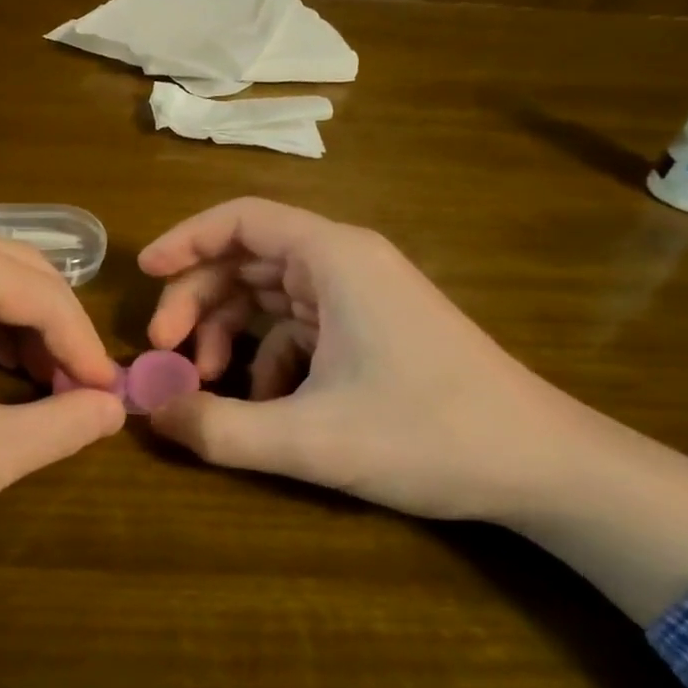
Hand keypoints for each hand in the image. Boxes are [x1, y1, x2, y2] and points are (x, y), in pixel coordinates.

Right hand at [140, 197, 587, 522]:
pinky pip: (296, 327)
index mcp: (333, 258)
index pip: (241, 220)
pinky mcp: (368, 329)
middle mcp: (344, 263)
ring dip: (227, 331)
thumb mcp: (311, 439)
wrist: (544, 467)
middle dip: (196, 300)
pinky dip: (265, 356)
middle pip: (246, 259)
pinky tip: (264, 403)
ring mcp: (359, 296)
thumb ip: (219, 427)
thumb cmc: (430, 435)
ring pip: (267, 294)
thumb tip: (147, 411)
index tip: (144, 275)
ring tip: (205, 381)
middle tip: (163, 351)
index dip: (184, 240)